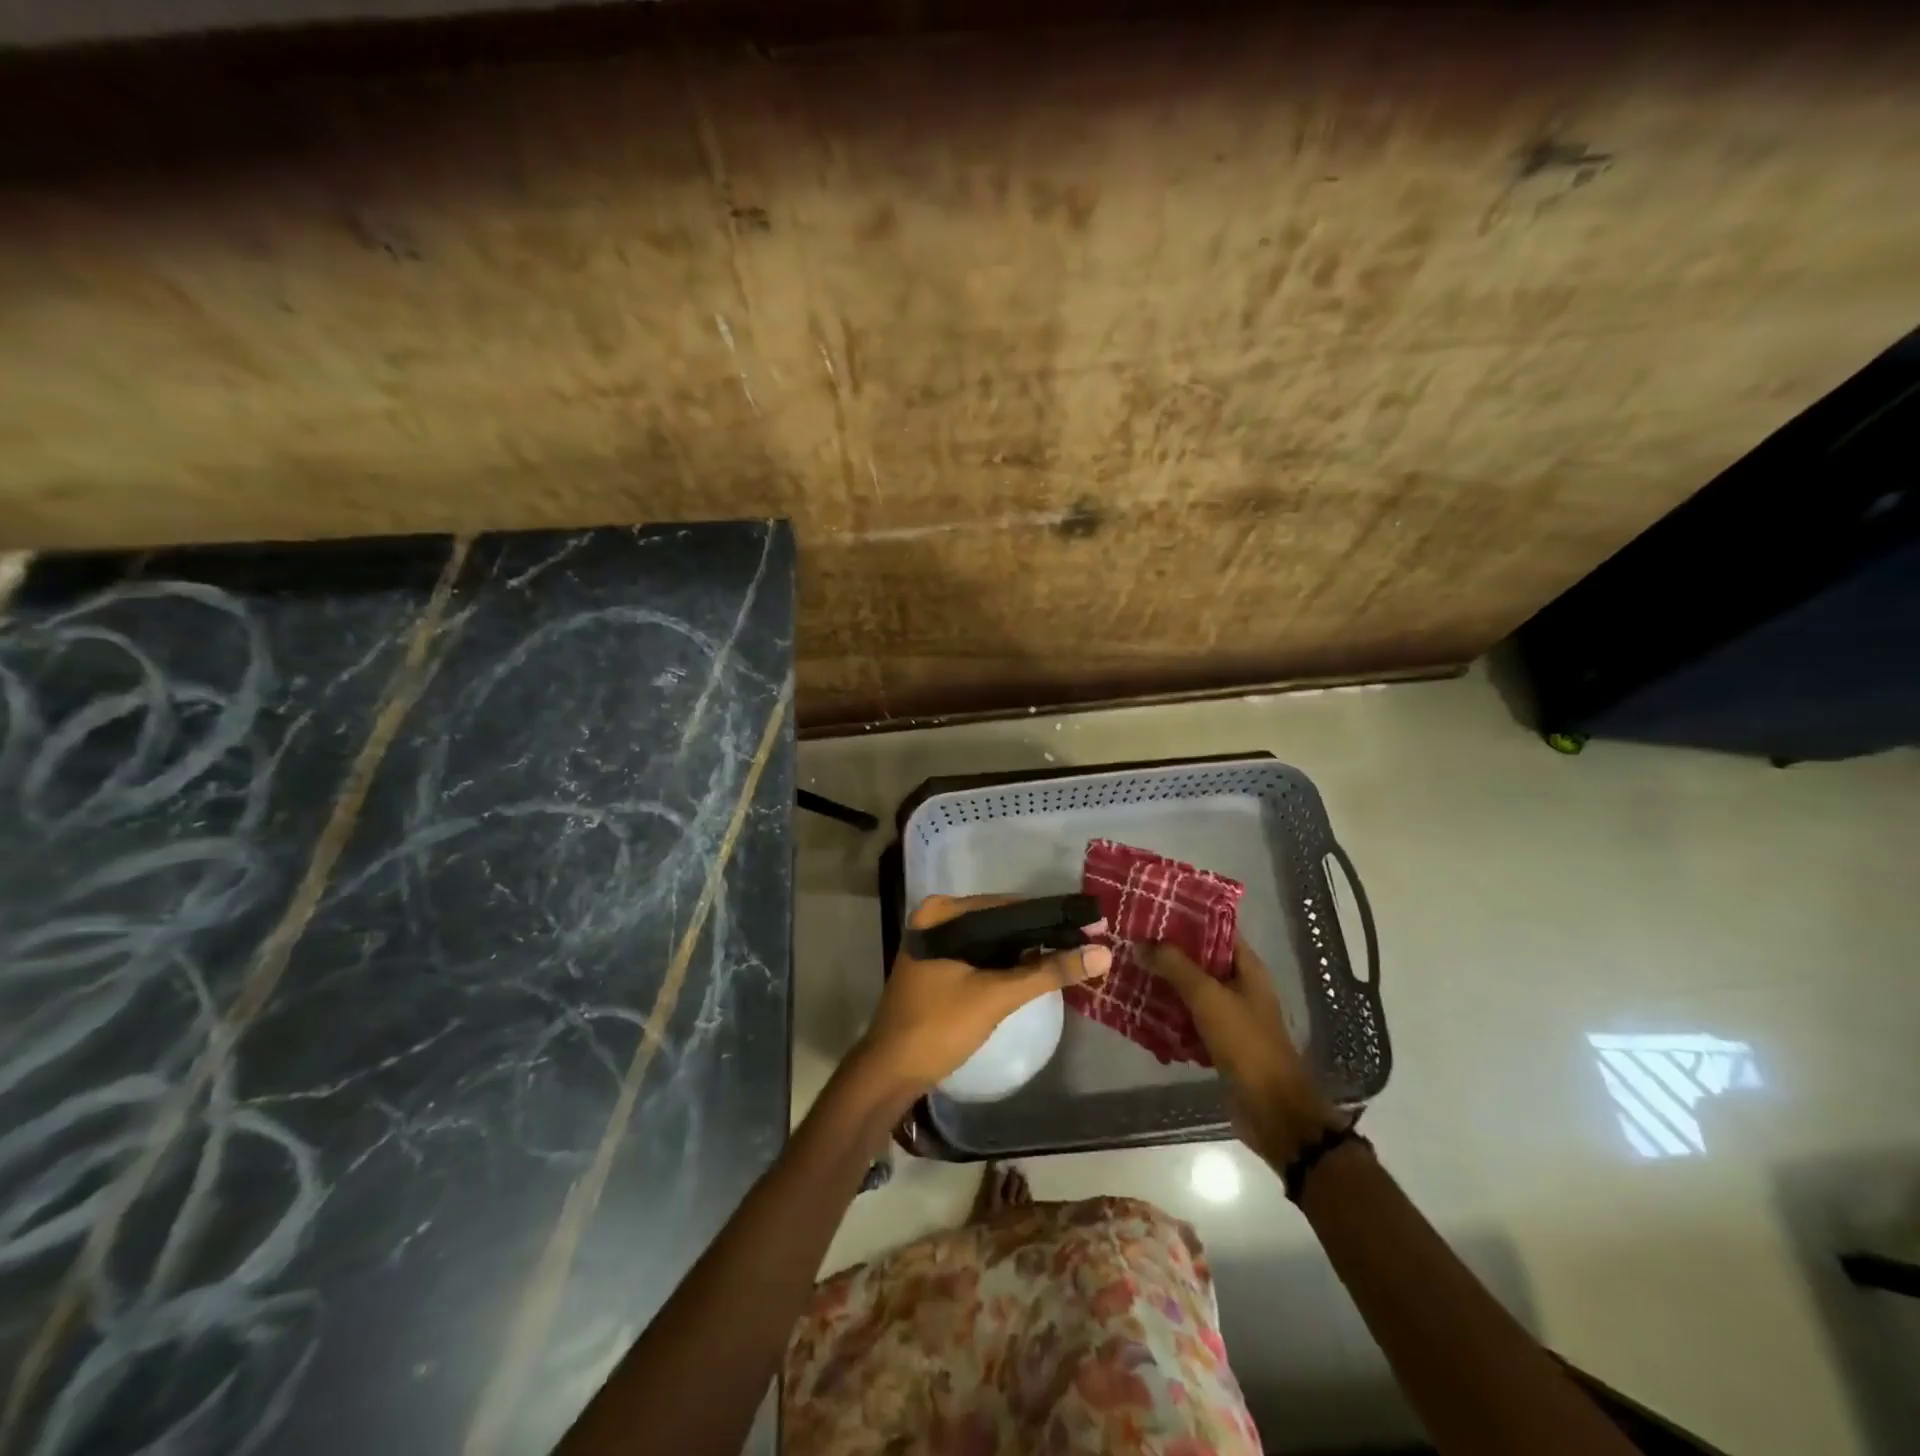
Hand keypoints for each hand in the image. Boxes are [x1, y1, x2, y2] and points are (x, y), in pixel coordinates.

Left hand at [856, 894, 1112, 1094]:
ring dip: (1025, 951)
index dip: (1050, 917)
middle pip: (1000, 922)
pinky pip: (981, 958)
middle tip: (1087, 943)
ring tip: (1071, 955)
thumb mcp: (995, 996)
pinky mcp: (938, 969)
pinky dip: (1006, 965)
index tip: (1090, 925)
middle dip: (1040, 935)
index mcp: (942, 913)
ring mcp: (935, 946)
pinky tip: (1035, 973)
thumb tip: (1103, 954)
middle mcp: (936, 920)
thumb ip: (1047, 973)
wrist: (889, 1073)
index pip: (1007, 905)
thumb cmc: (938, 1026)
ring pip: (992, 942)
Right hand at [1144, 937, 1344, 1165]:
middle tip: (1130, 940)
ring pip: (1190, 991)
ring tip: (1127, 970)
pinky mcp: (1217, 1044)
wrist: (1271, 1111)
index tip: (1152, 909)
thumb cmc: (1246, 1044)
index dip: (1187, 917)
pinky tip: (1137, 1011)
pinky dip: (1166, 1016)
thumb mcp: (1208, 997)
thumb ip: (1175, 966)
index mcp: (1247, 969)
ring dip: (1163, 984)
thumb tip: (1141, 942)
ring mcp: (1228, 1017)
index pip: (1216, 929)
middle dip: (1167, 952)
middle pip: (1199, 960)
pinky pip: (1186, 1021)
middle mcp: (1239, 988)